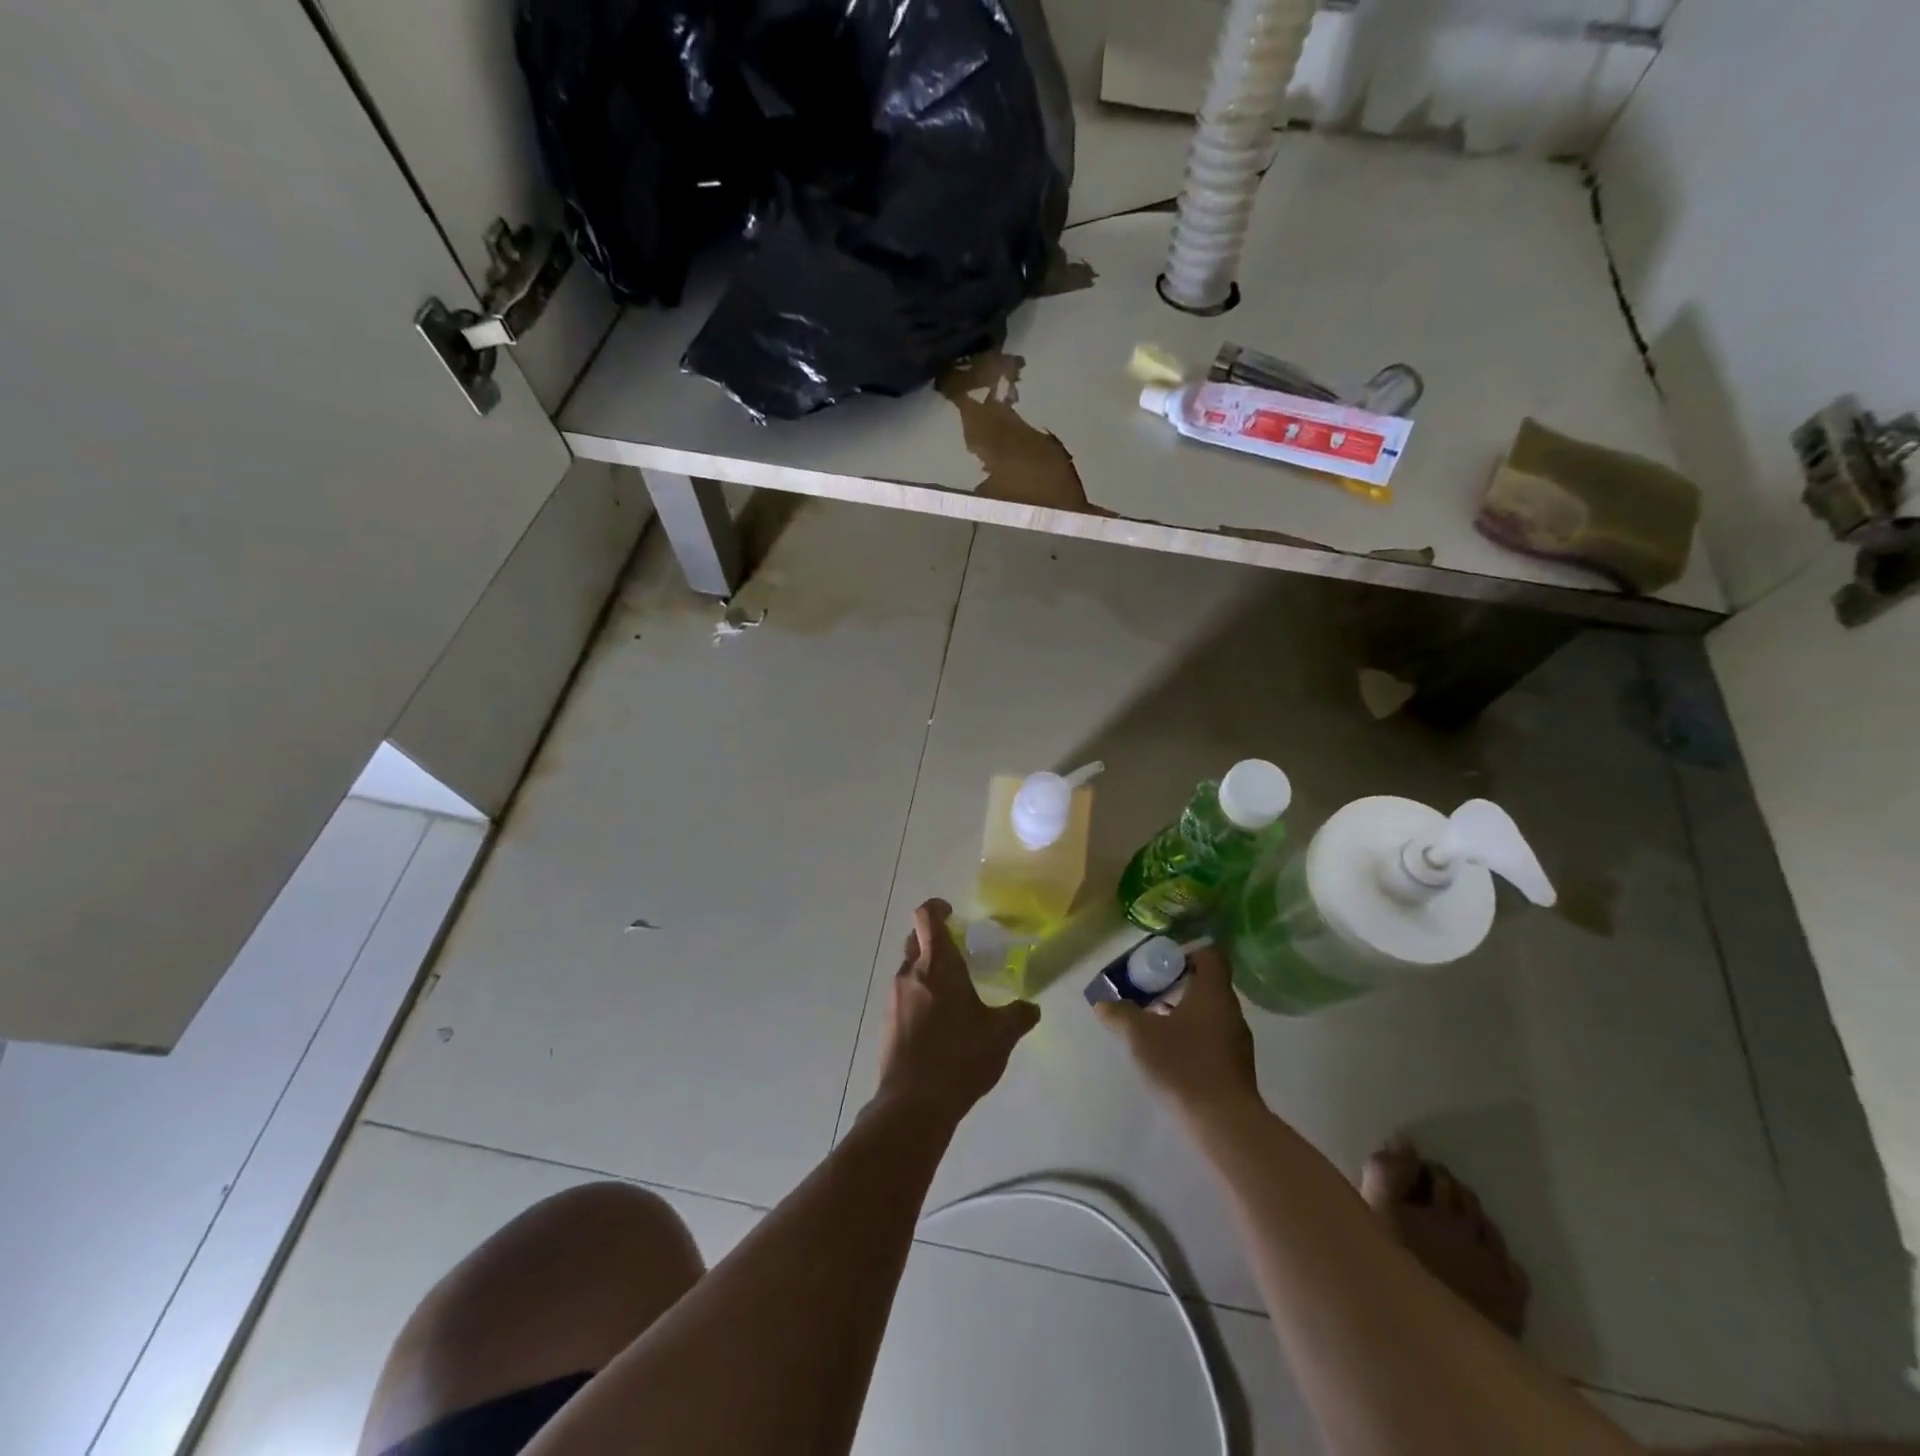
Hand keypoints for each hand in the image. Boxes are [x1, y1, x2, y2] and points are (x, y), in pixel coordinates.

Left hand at [876, 900, 1039, 1119]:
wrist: (914, 1103)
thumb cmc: (960, 1057)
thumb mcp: (1000, 1036)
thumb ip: (1018, 1015)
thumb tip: (1031, 1008)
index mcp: (937, 965)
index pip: (927, 917)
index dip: (937, 908)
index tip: (951, 913)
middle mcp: (911, 973)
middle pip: (915, 939)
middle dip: (934, 940)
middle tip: (959, 955)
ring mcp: (894, 997)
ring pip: (909, 968)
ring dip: (927, 970)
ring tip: (952, 993)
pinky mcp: (887, 1021)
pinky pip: (903, 994)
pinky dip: (919, 995)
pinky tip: (938, 1022)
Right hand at [1094, 946, 1260, 1116]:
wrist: (1223, 1123)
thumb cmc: (1183, 1065)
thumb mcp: (1139, 1034)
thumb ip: (1119, 1013)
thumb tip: (1103, 1003)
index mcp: (1212, 991)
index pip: (1209, 953)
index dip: (1185, 951)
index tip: (1160, 961)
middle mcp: (1230, 1010)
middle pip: (1207, 983)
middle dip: (1177, 983)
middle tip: (1147, 989)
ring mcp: (1236, 1040)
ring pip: (1208, 1012)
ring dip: (1182, 1011)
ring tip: (1152, 1021)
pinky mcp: (1235, 1067)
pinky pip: (1211, 1037)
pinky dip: (1191, 1036)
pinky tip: (1168, 1052)